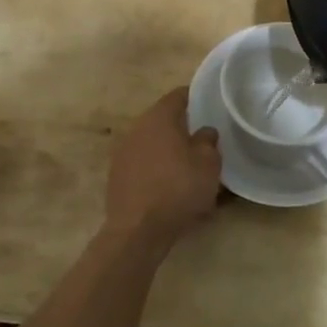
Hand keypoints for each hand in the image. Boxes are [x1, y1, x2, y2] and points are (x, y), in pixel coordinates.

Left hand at [104, 89, 222, 245]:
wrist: (138, 230)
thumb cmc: (178, 188)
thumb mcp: (208, 164)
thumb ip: (208, 141)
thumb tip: (204, 132)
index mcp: (159, 117)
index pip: (178, 95)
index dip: (195, 97)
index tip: (209, 104)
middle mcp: (137, 128)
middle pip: (164, 120)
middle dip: (183, 128)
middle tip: (203, 140)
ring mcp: (123, 153)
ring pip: (153, 143)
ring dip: (169, 151)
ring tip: (188, 167)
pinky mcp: (117, 176)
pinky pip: (143, 165)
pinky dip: (157, 170)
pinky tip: (170, 187)